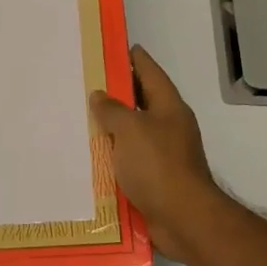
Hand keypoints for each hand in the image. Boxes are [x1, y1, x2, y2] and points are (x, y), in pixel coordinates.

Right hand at [89, 46, 229, 262]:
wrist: (183, 218)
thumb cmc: (158, 165)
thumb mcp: (130, 129)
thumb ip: (112, 110)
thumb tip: (100, 96)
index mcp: (169, 107)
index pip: (150, 72)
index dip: (134, 58)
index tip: (116, 47)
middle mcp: (169, 126)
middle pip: (142, 101)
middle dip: (118, 93)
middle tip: (88, 83)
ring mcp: (164, 153)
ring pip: (134, 132)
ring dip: (113, 127)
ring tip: (83, 119)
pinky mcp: (156, 178)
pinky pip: (131, 160)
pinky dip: (114, 156)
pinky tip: (92, 156)